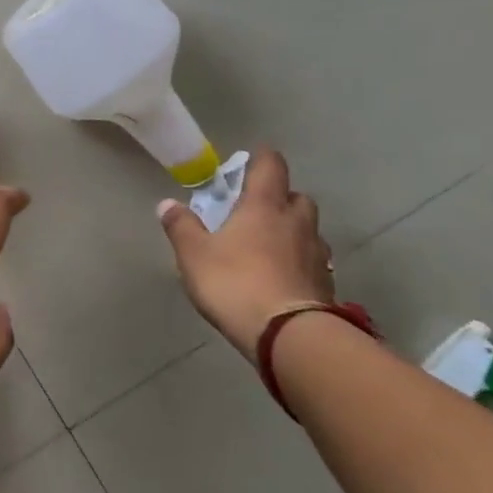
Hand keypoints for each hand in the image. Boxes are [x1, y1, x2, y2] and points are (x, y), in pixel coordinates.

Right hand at [156, 147, 334, 358]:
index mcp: (264, 207)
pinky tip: (282, 274)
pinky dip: (299, 259)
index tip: (252, 158)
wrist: (287, 334)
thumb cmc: (234, 282)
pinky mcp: (326, 283)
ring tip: (269, 244)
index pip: (271, 167)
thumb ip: (181, 227)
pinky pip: (312, 260)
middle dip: (280, 197)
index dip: (262, 159)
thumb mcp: (194, 254)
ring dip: (292, 229)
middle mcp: (296, 222)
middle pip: (296, 197)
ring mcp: (316, 253)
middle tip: (256, 208)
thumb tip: (167, 204)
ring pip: (308, 229)